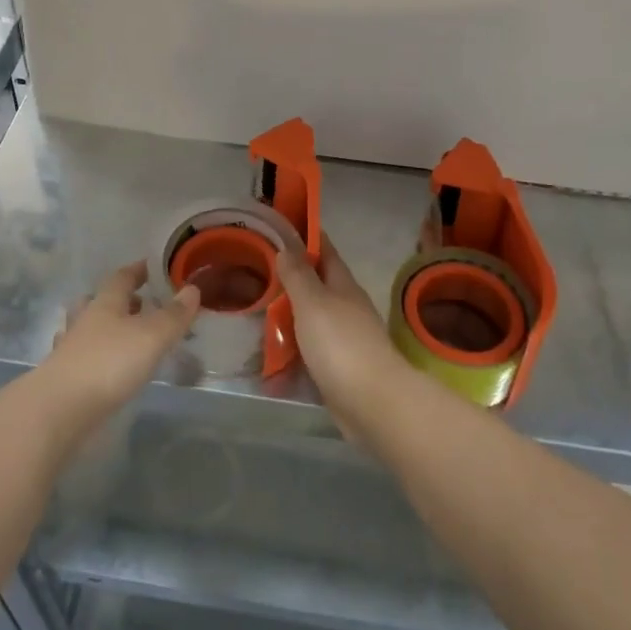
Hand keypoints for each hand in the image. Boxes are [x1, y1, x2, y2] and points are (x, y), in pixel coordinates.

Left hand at [39, 262, 198, 426]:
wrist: (58, 409)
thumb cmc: (109, 363)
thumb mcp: (151, 337)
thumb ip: (173, 315)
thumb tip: (192, 288)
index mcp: (106, 304)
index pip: (121, 278)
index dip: (137, 270)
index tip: (151, 267)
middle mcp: (85, 321)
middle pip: (99, 301)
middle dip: (119, 300)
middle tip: (140, 304)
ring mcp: (70, 349)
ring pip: (87, 328)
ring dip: (103, 327)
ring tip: (121, 334)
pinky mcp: (63, 378)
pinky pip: (80, 357)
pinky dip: (93, 356)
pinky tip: (101, 367)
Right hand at [276, 237, 410, 428]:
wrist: (373, 402)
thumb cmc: (341, 343)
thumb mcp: (313, 302)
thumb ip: (298, 275)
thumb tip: (287, 246)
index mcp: (342, 285)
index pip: (325, 251)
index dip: (306, 237)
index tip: (282, 227)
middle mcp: (346, 307)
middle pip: (316, 285)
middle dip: (291, 278)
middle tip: (257, 272)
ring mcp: (344, 339)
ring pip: (311, 319)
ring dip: (289, 316)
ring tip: (257, 312)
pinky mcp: (338, 369)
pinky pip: (309, 351)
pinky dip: (291, 350)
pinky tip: (270, 355)